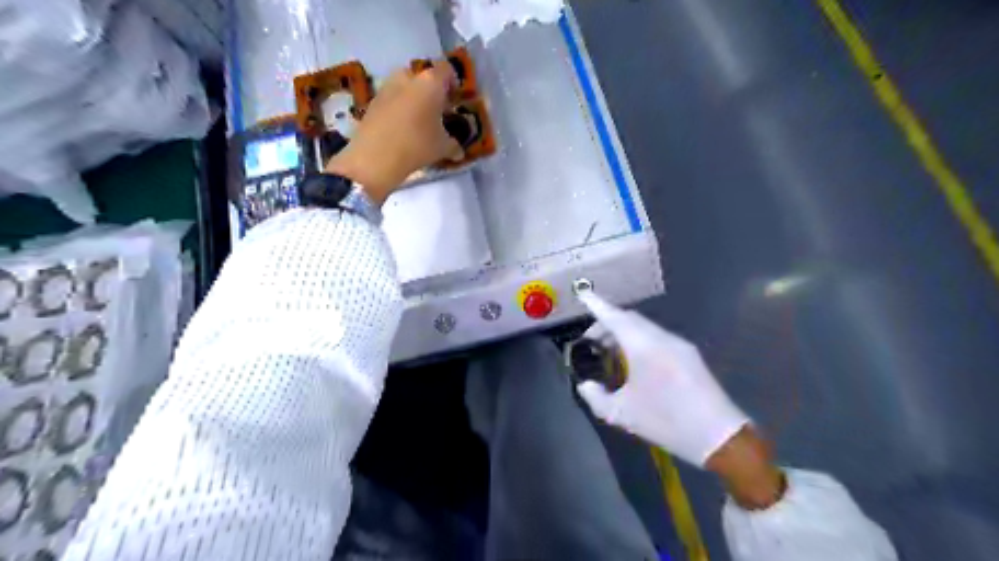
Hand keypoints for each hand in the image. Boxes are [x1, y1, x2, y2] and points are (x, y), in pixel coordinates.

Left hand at [326, 60, 460, 203]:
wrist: (375, 157)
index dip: (453, 83)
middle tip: (437, 110)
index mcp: (430, 82)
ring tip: (419, 120)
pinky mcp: (373, 101)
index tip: (455, 100)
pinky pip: (391, 98)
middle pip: (423, 76)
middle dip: (431, 90)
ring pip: (405, 86)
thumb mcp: (442, 148)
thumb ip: (454, 145)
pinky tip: (402, 128)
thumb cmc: (417, 146)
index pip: (446, 70)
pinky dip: (398, 108)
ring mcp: (387, 87)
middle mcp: (408, 77)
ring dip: (413, 98)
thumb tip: (459, 151)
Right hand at [579, 290, 749, 465]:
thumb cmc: (666, 421)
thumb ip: (596, 398)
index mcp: (644, 346)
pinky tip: (635, 363)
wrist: (719, 436)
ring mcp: (679, 344)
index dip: (597, 305)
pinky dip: (639, 341)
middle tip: (591, 343)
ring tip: (611, 355)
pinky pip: (657, 337)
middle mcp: (662, 338)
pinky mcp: (689, 354)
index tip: (583, 294)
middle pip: (629, 319)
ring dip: (624, 334)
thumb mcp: (622, 415)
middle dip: (608, 324)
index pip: (615, 317)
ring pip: (644, 328)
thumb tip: (585, 385)